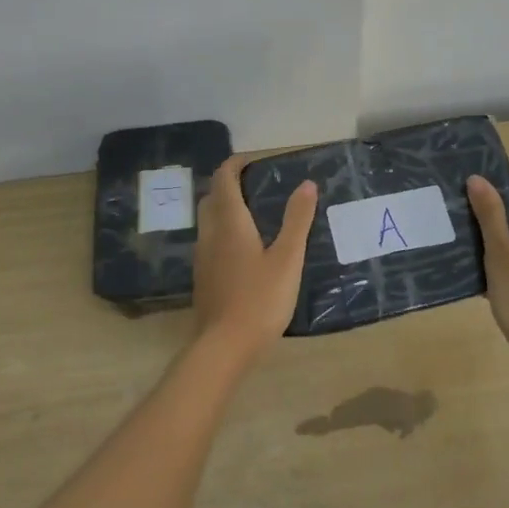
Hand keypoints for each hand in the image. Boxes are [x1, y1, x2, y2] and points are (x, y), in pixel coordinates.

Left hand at [192, 156, 317, 353]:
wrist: (223, 347)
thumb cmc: (259, 299)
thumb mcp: (287, 258)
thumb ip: (297, 220)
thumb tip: (306, 183)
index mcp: (229, 222)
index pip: (224, 178)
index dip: (236, 163)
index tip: (257, 160)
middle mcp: (210, 233)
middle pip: (212, 196)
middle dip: (230, 184)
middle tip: (258, 185)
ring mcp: (202, 257)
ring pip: (209, 220)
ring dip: (226, 208)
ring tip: (256, 214)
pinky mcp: (203, 277)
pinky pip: (210, 241)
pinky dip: (224, 231)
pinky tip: (246, 249)